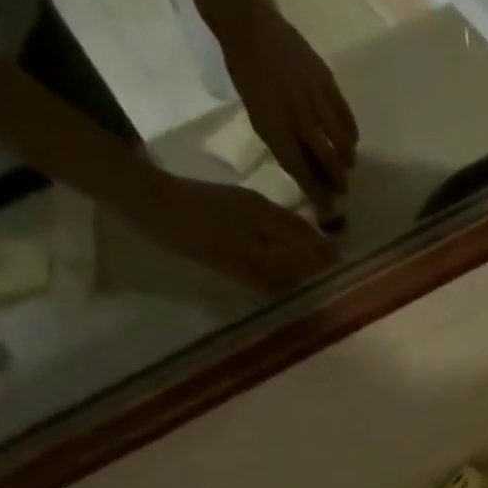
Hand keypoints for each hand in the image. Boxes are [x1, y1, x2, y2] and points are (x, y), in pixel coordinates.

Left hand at [139, 174, 335, 291]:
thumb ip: (268, 274)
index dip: (327, 262)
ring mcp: (247, 206)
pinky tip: (284, 259)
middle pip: (303, 235)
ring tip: (315, 274)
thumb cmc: (185, 230)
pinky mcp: (233, 208)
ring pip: (289, 230)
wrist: (141, 196)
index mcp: (266, 219)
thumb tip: (304, 291)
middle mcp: (263, 209)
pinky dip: (286, 244)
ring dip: (305, 250)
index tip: (346, 281)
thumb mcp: (228, 258)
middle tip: (335, 281)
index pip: (309, 242)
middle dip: (321, 256)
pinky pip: (273, 227)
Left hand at [219, 5, 357, 216]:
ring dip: (346, 160)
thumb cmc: (248, 77)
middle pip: (328, 161)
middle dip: (338, 181)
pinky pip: (347, 118)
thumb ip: (284, 147)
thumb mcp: (258, 118)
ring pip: (343, 143)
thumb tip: (310, 174)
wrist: (248, 25)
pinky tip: (348, 140)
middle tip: (341, 189)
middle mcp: (298, 116)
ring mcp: (315, 98)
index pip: (302, 172)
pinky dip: (351, 134)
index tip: (328, 210)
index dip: (317, 194)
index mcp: (275, 127)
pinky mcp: (327, 82)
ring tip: (345, 164)